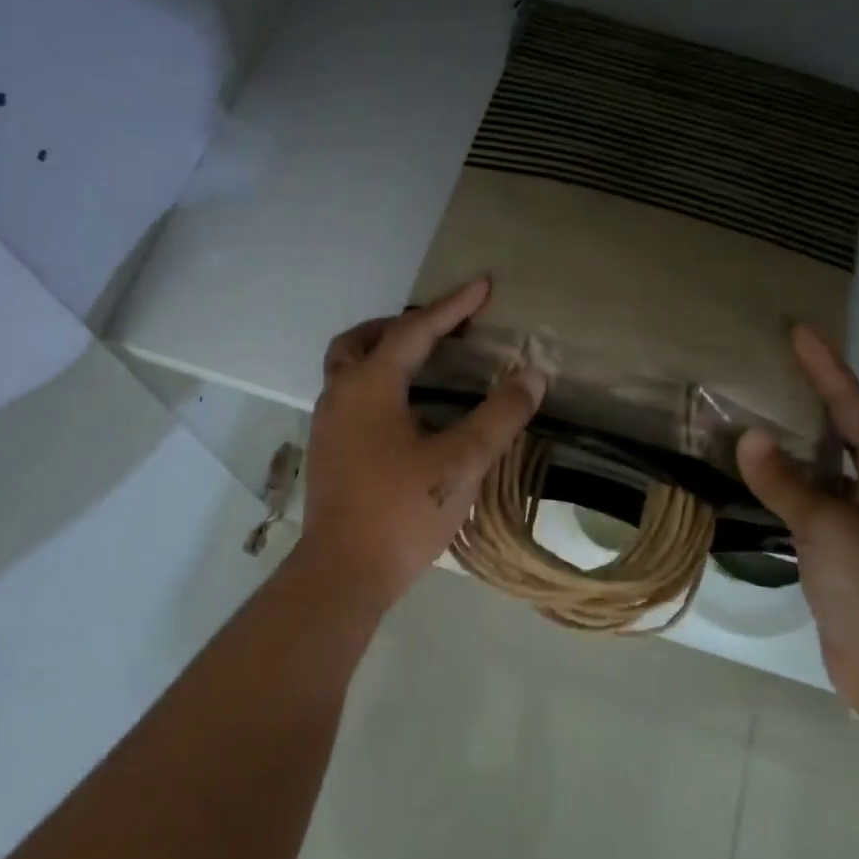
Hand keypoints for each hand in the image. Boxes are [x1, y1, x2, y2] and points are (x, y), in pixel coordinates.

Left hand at [294, 279, 545, 607]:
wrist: (343, 573)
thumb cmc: (402, 511)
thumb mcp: (462, 461)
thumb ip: (499, 416)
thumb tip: (531, 376)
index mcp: (369, 386)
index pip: (414, 331)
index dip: (452, 307)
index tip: (483, 285)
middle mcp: (339, 395)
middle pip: (362, 340)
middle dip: (401, 326)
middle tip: (439, 330)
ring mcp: (327, 424)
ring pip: (349, 369)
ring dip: (383, 355)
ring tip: (425, 366)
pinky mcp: (328, 452)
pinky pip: (350, 396)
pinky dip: (377, 385)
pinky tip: (407, 413)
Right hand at [736, 327, 858, 731]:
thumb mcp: (830, 529)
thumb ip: (786, 482)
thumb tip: (747, 436)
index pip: (855, 409)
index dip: (828, 369)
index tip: (799, 332)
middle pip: (844, 429)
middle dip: (815, 394)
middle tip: (778, 361)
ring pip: (824, 463)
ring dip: (796, 436)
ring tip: (760, 405)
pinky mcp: (840, 546)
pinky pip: (809, 495)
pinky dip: (784, 477)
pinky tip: (757, 470)